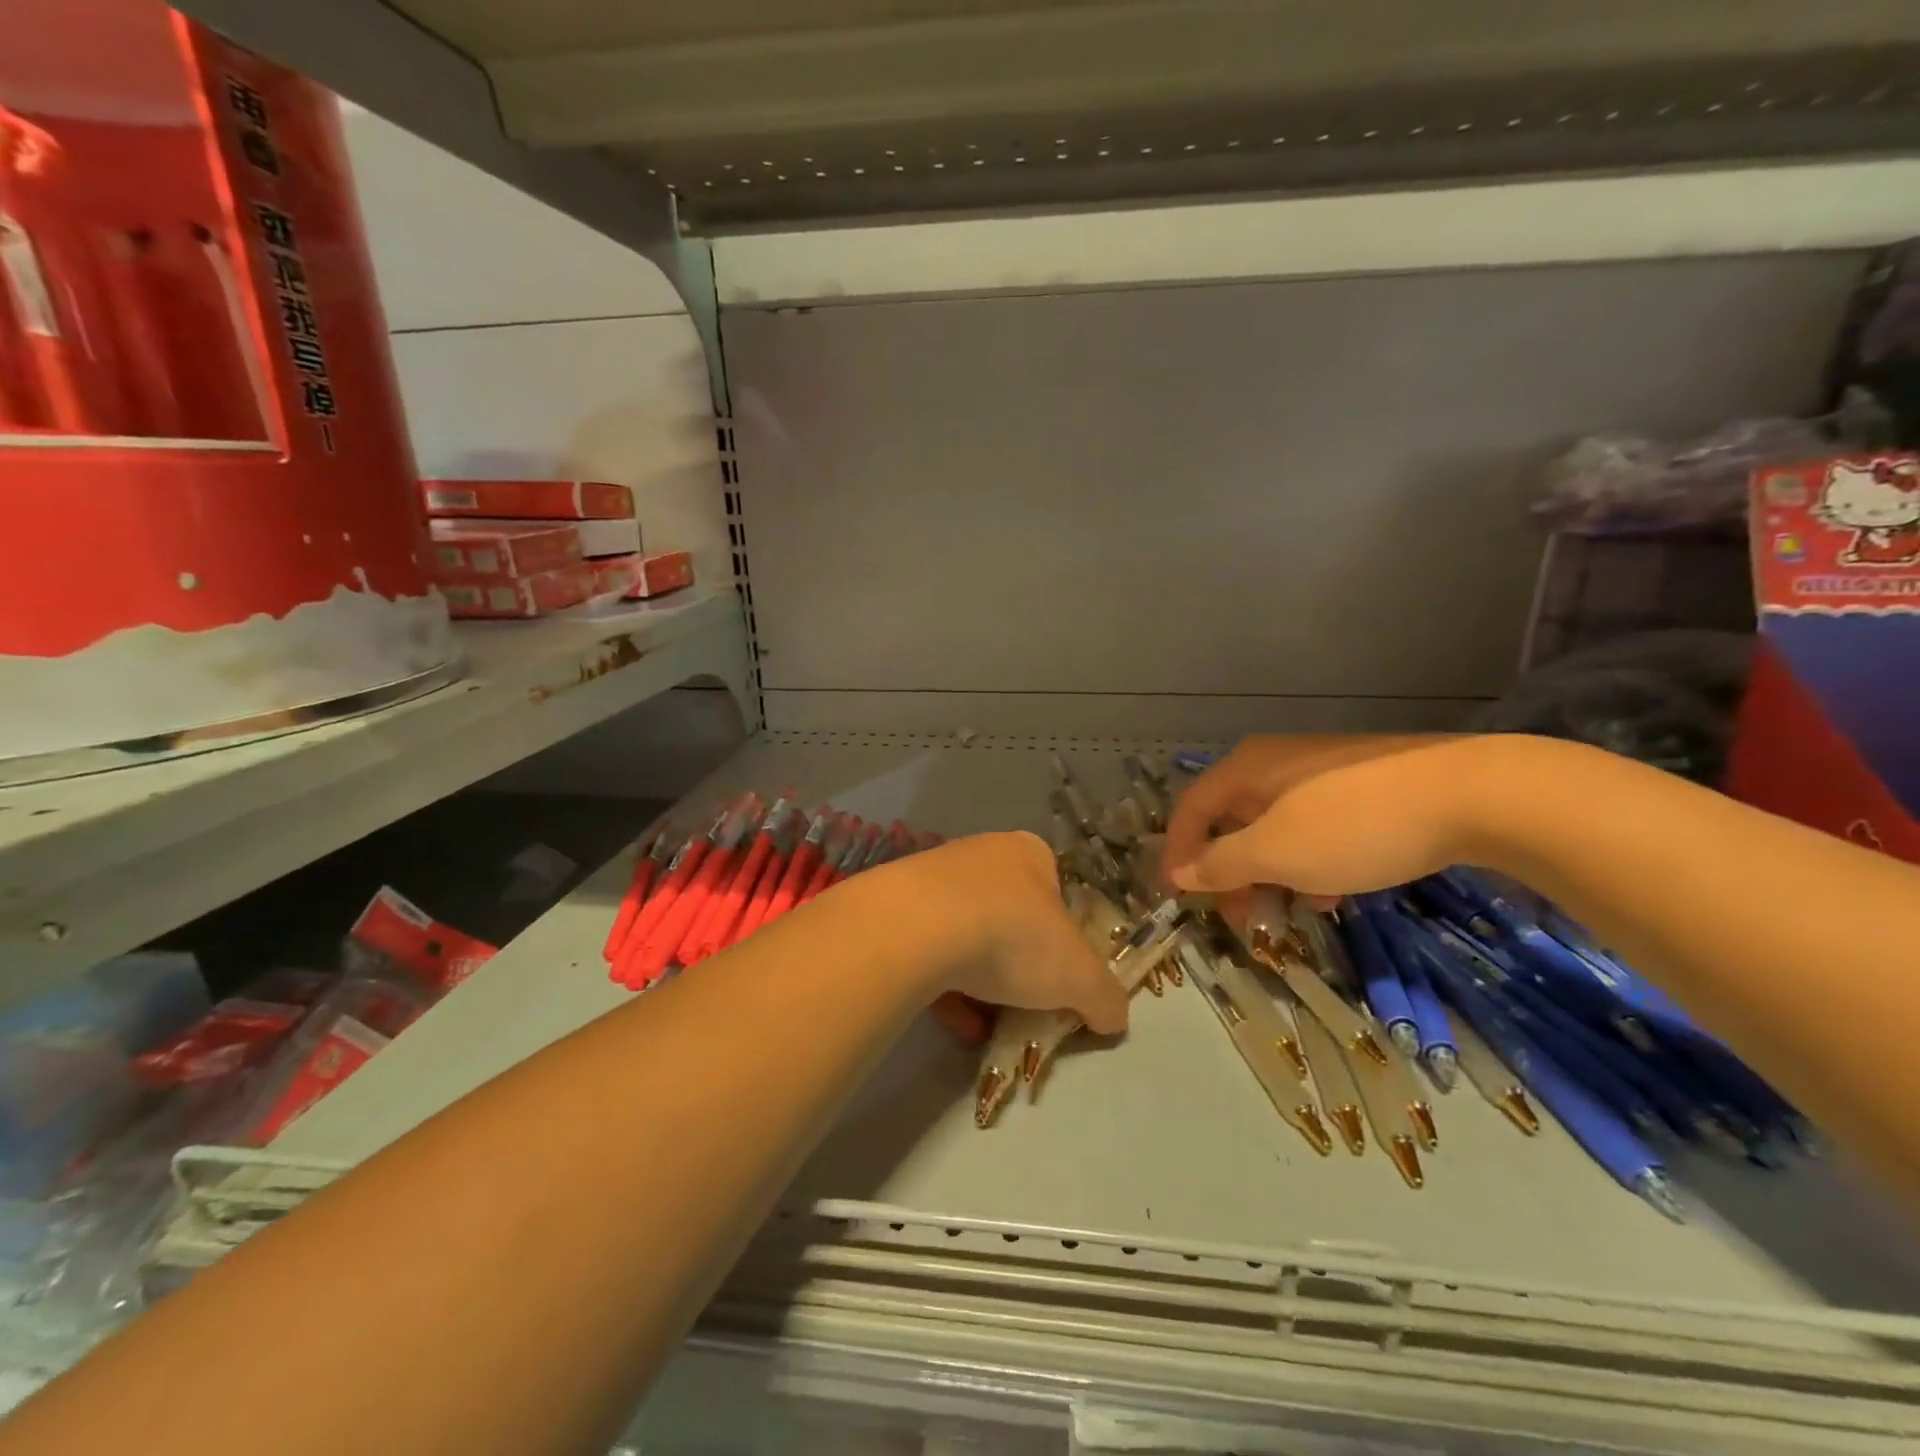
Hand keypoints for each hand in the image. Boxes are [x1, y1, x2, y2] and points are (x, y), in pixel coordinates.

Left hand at [874, 832, 1128, 1039]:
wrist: (917, 929)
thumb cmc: (1013, 936)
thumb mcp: (1080, 975)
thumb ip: (1105, 997)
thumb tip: (1113, 1018)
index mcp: (1029, 853)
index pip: (1057, 895)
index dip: (1065, 942)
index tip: (1061, 980)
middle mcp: (981, 856)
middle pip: (1011, 919)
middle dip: (1019, 969)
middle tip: (1025, 1007)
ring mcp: (933, 878)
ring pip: (968, 938)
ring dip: (981, 985)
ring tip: (986, 1027)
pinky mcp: (896, 908)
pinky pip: (929, 952)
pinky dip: (945, 988)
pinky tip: (954, 1021)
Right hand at [1163, 735, 1491, 899]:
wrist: (1473, 794)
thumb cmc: (1353, 825)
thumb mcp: (1276, 853)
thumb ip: (1221, 863)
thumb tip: (1180, 872)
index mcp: (1246, 768)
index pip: (1191, 809)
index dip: (1177, 853)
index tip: (1177, 897)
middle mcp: (1276, 763)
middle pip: (1233, 820)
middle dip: (1230, 873)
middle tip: (1241, 917)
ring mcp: (1322, 773)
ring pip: (1276, 828)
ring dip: (1273, 873)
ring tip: (1295, 910)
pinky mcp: (1362, 786)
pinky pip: (1316, 827)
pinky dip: (1312, 862)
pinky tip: (1336, 890)